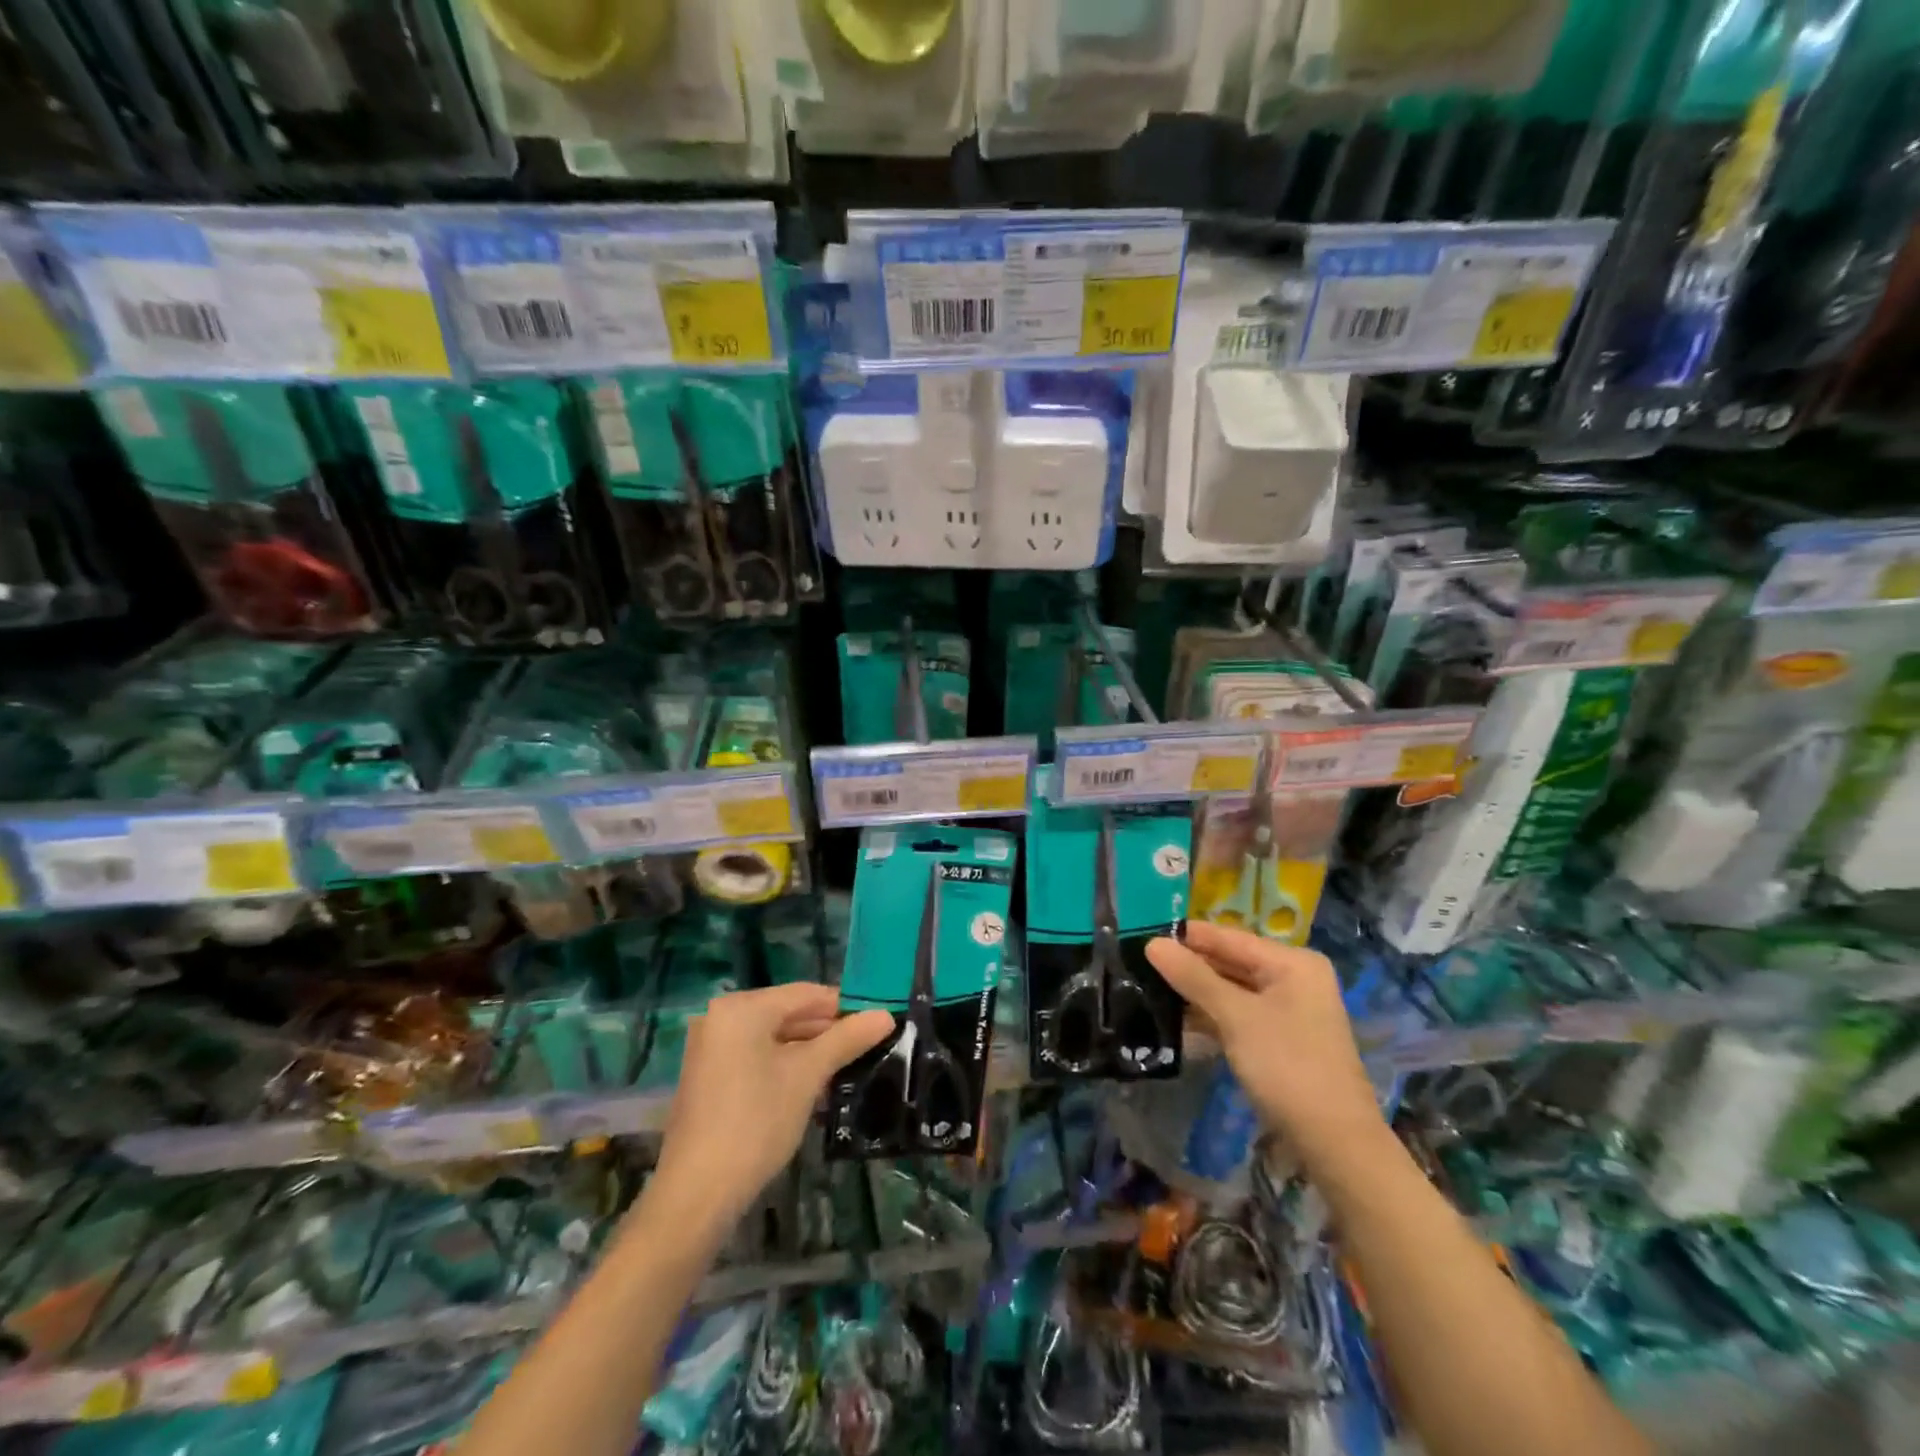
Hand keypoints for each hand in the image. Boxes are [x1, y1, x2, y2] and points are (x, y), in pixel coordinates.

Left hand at [646, 985, 893, 1236]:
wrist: (696, 1195)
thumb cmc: (756, 1122)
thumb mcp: (808, 1076)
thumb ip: (846, 1039)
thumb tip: (886, 1015)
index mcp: (742, 1008)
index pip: (806, 993)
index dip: (845, 1006)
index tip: (878, 1020)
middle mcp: (721, 1018)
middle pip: (788, 1013)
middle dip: (828, 1030)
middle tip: (869, 1046)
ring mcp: (712, 1048)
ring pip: (774, 1038)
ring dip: (810, 1051)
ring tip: (849, 1066)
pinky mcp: (710, 1077)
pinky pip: (757, 1056)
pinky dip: (785, 1065)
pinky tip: (814, 1085)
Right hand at [1147, 922, 1383, 1164]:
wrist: (1335, 1144)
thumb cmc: (1288, 1066)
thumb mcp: (1236, 1017)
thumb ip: (1193, 977)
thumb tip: (1152, 943)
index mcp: (1292, 962)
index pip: (1228, 937)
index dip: (1186, 936)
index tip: (1141, 932)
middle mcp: (1293, 979)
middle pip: (1230, 962)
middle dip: (1188, 965)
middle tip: (1138, 962)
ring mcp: (1287, 1011)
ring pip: (1231, 990)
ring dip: (1195, 992)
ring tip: (1147, 986)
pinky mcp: (1279, 1039)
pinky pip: (1237, 1015)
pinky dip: (1210, 1016)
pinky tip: (1175, 1019)